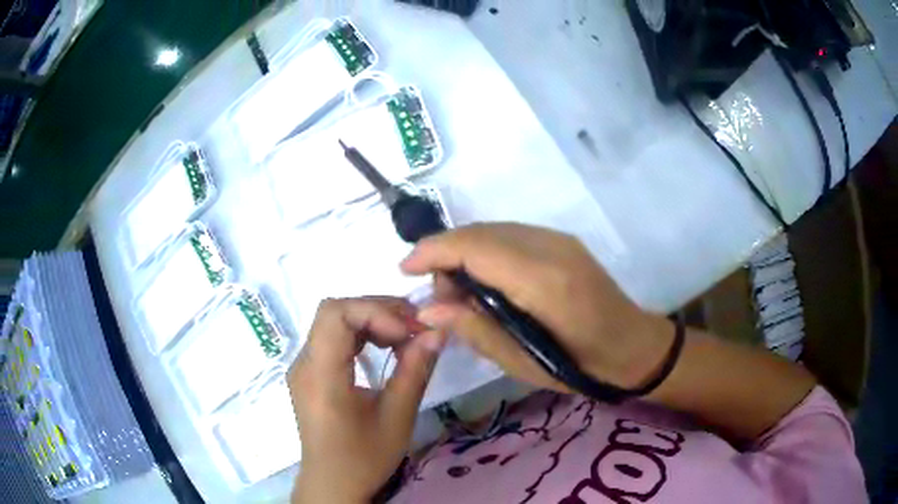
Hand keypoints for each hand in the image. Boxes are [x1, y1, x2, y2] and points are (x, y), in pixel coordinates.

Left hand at [289, 298, 446, 503]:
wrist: (333, 484)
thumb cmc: (364, 458)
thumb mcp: (396, 418)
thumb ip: (415, 371)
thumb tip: (437, 332)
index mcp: (320, 375)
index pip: (335, 314)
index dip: (374, 311)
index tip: (409, 331)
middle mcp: (304, 363)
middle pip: (334, 313)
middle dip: (377, 311)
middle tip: (415, 327)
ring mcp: (304, 367)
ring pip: (334, 322)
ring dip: (371, 320)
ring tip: (405, 336)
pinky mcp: (310, 373)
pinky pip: (333, 340)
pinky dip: (361, 335)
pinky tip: (385, 348)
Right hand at [400, 223, 673, 392]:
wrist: (633, 346)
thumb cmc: (580, 367)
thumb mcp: (523, 363)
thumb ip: (475, 330)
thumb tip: (428, 309)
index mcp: (543, 282)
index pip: (475, 248)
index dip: (434, 251)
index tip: (404, 268)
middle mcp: (550, 247)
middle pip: (480, 232)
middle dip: (446, 255)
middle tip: (441, 298)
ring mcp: (559, 239)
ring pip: (493, 229)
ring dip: (465, 252)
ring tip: (461, 294)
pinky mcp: (562, 240)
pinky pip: (510, 235)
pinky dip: (485, 251)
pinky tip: (486, 281)